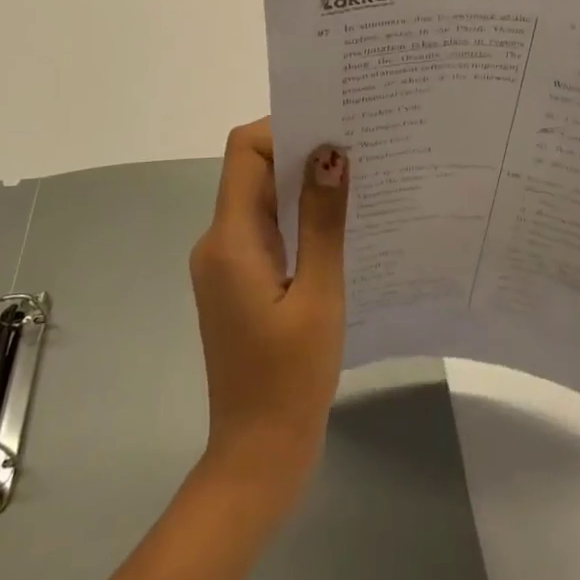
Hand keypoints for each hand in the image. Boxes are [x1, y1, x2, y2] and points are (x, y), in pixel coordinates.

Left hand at [189, 119, 349, 510]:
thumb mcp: (319, 294)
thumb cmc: (291, 377)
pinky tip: (342, 226)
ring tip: (361, 179)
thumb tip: (331, 154)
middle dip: (303, 152)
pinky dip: (300, 219)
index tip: (335, 125)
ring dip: (305, 186)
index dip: (284, 127)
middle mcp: (218, 242)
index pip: (245, 151)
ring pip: (263, 201)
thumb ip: (323, 221)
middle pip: (254, 171)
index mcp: (230, 239)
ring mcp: (227, 264)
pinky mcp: (240, 283)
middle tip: (361, 145)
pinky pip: (268, 231)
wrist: (258, 454)